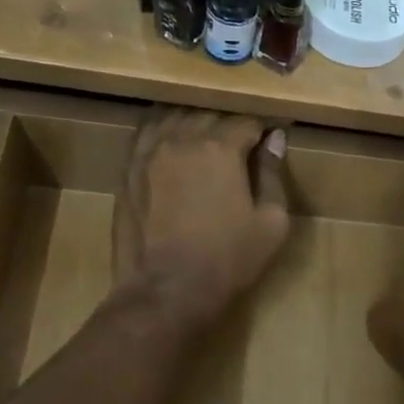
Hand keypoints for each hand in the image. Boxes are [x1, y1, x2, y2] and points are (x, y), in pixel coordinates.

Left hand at [113, 110, 289, 329]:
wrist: (168, 290)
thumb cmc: (229, 259)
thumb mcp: (271, 223)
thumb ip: (273, 175)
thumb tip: (275, 139)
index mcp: (221, 147)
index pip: (247, 121)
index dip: (262, 129)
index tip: (270, 139)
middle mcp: (182, 138)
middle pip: (209, 114)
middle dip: (228, 124)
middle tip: (242, 143)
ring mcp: (149, 152)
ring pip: (174, 117)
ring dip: (194, 122)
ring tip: (206, 139)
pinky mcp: (128, 170)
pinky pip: (146, 133)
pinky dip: (163, 131)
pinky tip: (171, 142)